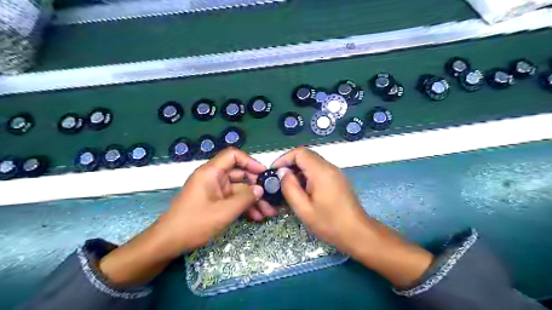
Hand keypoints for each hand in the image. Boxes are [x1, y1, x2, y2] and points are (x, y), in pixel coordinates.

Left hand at [99, 148, 275, 284]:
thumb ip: (245, 198)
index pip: (233, 155)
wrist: (168, 243)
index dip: (250, 161)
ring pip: (239, 189)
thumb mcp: (224, 212)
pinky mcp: (215, 202)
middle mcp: (213, 178)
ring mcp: (214, 191)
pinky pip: (233, 199)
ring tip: (268, 213)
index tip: (263, 173)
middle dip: (256, 186)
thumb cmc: (194, 223)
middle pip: (239, 174)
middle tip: (270, 198)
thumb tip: (260, 189)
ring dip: (253, 200)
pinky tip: (257, 216)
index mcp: (211, 172)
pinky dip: (244, 206)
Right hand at [271, 147, 375, 254]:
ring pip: (312, 162)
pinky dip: (307, 174)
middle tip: (279, 180)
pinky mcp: (337, 179)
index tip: (274, 172)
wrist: (357, 233)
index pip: (299, 152)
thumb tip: (282, 173)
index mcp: (321, 172)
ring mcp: (335, 172)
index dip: (284, 158)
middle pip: (306, 155)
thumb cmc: (329, 223)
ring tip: (289, 186)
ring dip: (298, 170)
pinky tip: (303, 190)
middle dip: (290, 164)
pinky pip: (319, 169)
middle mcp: (329, 167)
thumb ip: (290, 187)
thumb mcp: (303, 209)